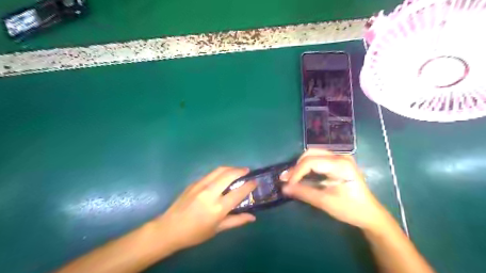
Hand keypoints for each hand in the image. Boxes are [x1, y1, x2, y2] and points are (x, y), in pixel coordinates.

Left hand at [154, 167, 255, 252]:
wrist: (169, 228)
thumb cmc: (195, 233)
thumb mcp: (217, 229)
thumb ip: (236, 221)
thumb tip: (253, 217)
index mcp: (218, 208)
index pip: (238, 192)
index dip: (249, 185)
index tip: (255, 181)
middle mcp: (210, 193)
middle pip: (229, 175)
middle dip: (240, 170)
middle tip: (247, 171)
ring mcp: (200, 185)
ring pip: (219, 170)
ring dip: (231, 168)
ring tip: (237, 170)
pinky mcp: (194, 183)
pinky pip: (211, 174)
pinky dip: (220, 172)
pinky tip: (222, 177)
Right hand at [281, 149, 387, 230]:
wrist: (369, 214)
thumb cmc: (350, 209)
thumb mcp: (325, 202)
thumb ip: (303, 192)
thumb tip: (283, 188)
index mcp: (340, 164)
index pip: (310, 162)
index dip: (296, 172)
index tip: (287, 184)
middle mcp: (340, 156)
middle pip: (310, 154)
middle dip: (297, 167)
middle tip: (286, 180)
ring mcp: (340, 158)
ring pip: (313, 155)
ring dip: (301, 166)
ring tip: (291, 178)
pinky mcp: (338, 162)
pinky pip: (318, 160)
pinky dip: (307, 167)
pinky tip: (301, 176)